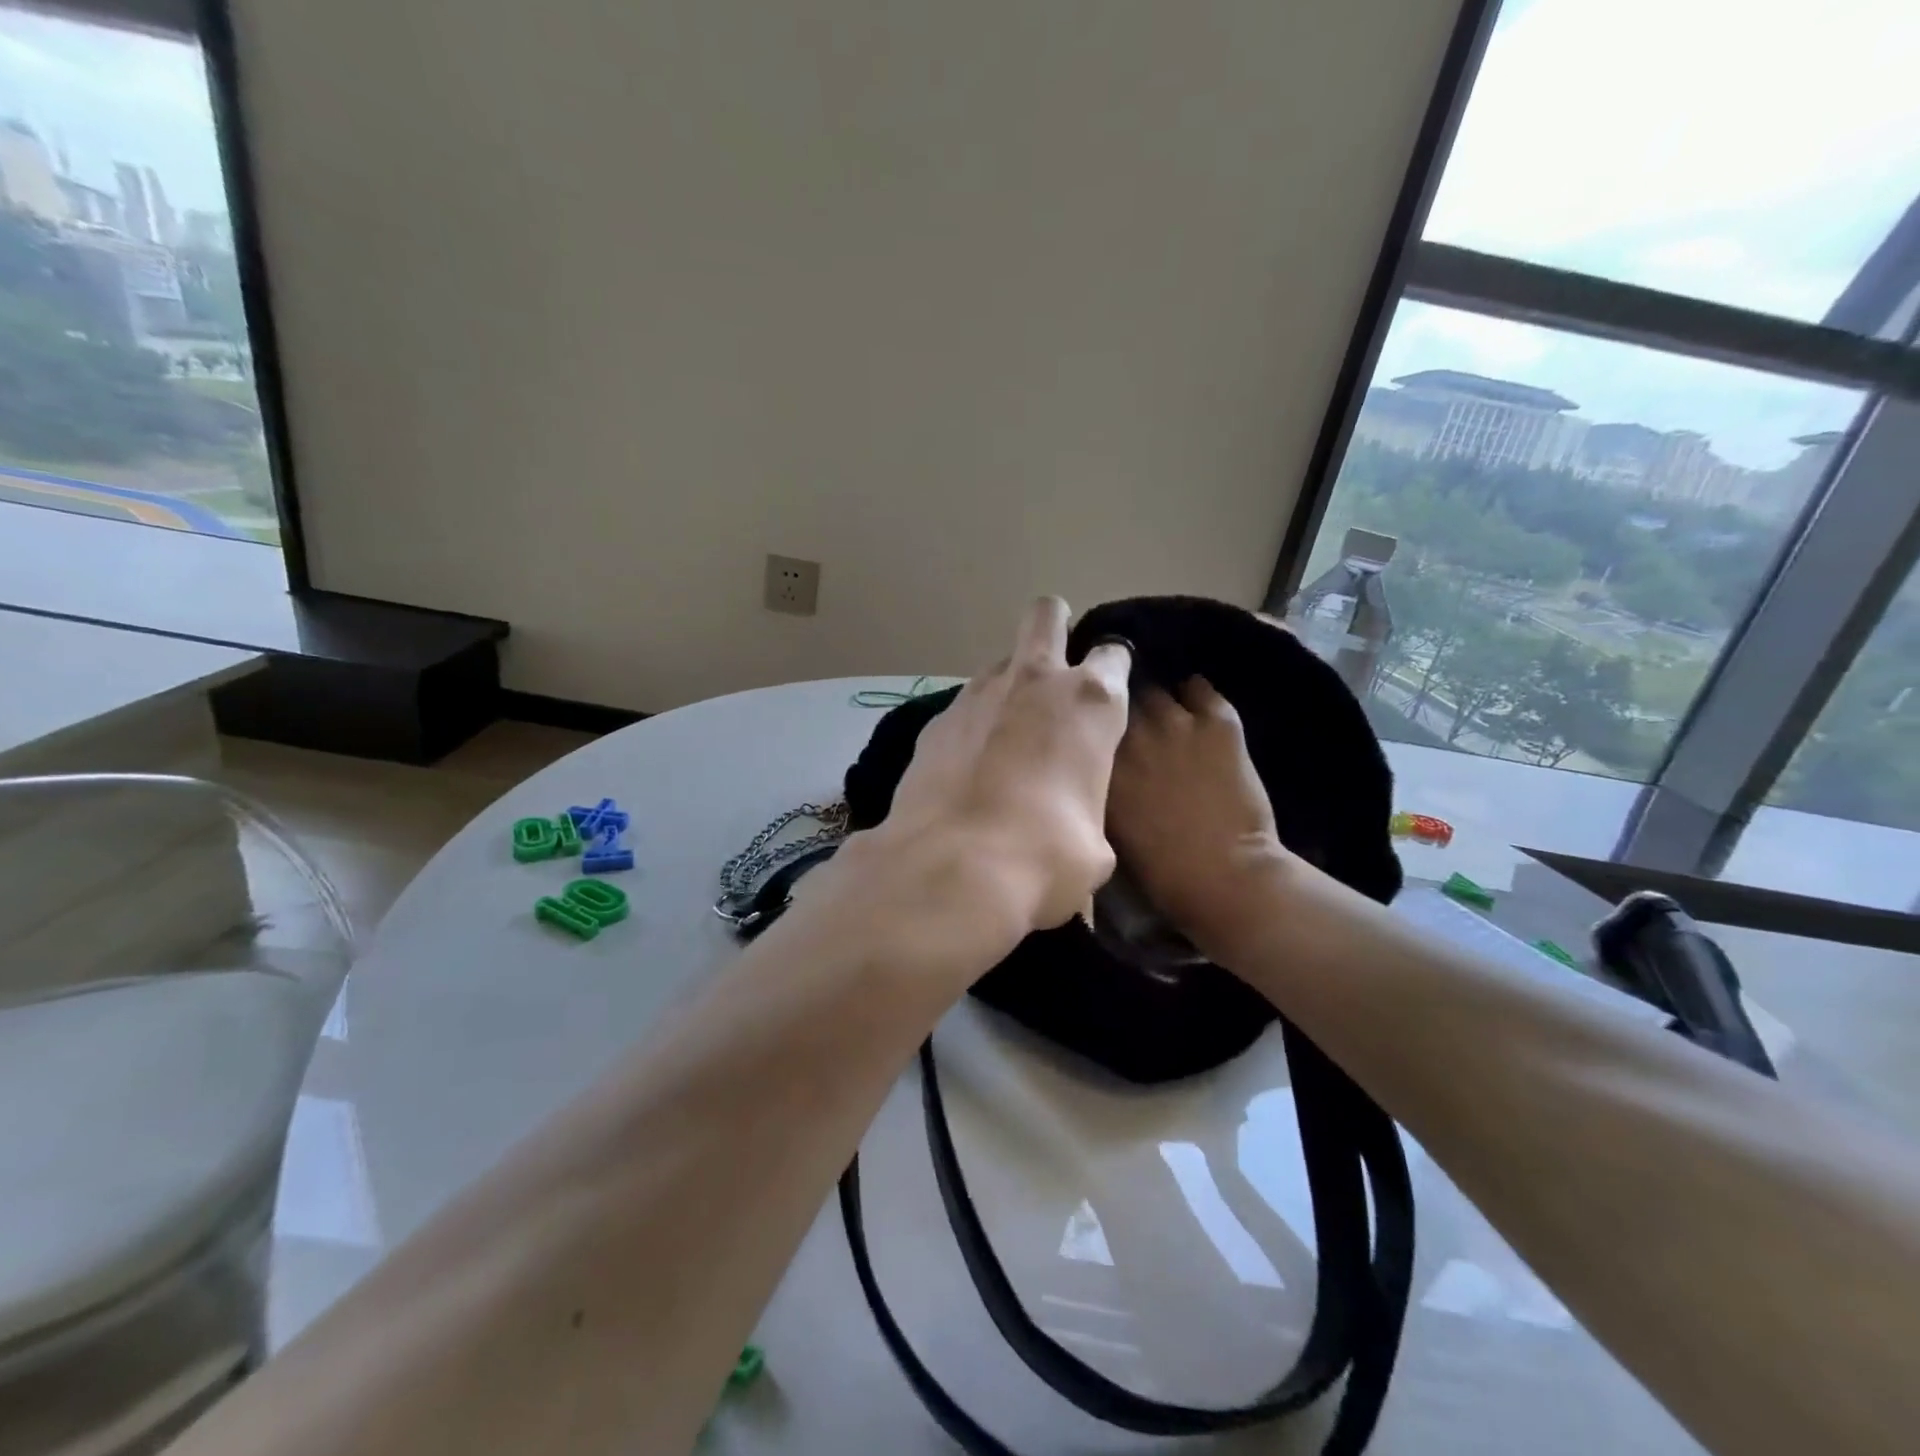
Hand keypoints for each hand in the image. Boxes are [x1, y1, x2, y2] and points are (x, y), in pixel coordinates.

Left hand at [844, 598, 1131, 950]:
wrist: (954, 867)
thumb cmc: (1047, 854)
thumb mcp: (1095, 845)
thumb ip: (1089, 812)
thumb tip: (1075, 828)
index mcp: (1090, 701)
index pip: (1113, 653)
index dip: (1113, 667)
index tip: (1110, 689)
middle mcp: (1034, 682)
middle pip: (1045, 615)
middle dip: (1054, 627)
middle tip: (1056, 668)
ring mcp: (977, 695)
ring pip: (1000, 663)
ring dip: (1010, 685)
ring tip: (1008, 734)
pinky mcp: (935, 721)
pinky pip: (964, 707)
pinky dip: (972, 725)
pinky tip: (968, 766)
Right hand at [1106, 677, 1293, 960]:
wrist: (1224, 874)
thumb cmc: (1159, 868)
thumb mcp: (1107, 828)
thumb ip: (1098, 789)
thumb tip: (1096, 769)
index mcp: (1099, 764)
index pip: (1087, 725)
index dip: (1093, 729)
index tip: (1097, 736)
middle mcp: (1130, 734)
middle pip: (1117, 703)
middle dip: (1122, 714)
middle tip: (1132, 731)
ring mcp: (1175, 723)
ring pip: (1156, 692)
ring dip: (1158, 706)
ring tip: (1165, 721)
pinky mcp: (1217, 722)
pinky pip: (1201, 689)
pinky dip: (1196, 696)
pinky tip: (1197, 709)